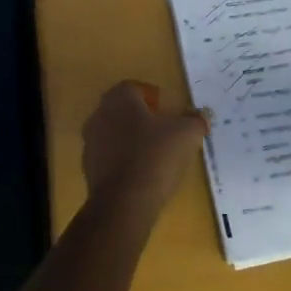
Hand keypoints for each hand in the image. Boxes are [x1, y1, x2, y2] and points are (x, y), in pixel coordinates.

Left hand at [81, 81, 209, 210]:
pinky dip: (123, 160)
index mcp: (119, 99)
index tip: (167, 112)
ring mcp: (90, 142)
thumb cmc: (155, 157)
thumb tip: (202, 116)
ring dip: (131, 139)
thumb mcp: (186, 134)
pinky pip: (109, 156)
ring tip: (154, 156)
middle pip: (122, 110)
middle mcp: (99, 115)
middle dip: (142, 118)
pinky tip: (141, 174)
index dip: (152, 97)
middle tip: (164, 132)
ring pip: (114, 133)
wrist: (124, 202)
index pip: (133, 87)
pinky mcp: (89, 168)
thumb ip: (195, 120)